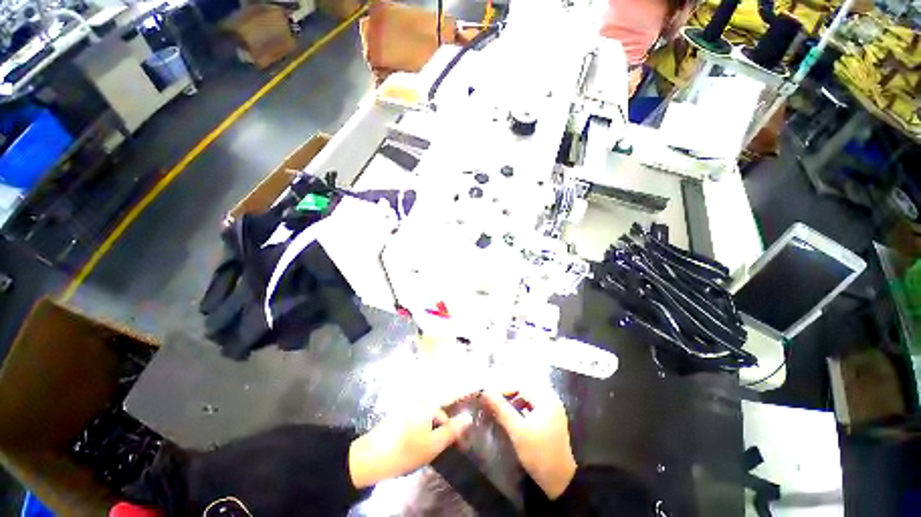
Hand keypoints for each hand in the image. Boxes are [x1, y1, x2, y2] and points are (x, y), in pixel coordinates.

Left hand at [348, 400, 473, 488]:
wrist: (370, 458)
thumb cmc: (405, 450)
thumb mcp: (433, 445)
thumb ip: (452, 431)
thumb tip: (469, 417)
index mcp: (428, 403)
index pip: (449, 406)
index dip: (454, 424)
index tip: (457, 439)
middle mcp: (419, 399)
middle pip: (438, 409)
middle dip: (442, 426)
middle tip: (442, 446)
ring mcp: (407, 405)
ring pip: (427, 414)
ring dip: (432, 427)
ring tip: (429, 446)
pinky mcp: (398, 413)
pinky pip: (417, 416)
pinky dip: (421, 427)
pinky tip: (416, 442)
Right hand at [483, 388, 576, 498]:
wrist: (560, 482)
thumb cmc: (538, 454)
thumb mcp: (517, 431)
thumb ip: (501, 409)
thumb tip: (486, 391)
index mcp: (546, 400)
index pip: (521, 386)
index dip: (504, 389)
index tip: (489, 396)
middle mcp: (551, 401)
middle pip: (525, 391)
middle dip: (508, 395)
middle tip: (493, 402)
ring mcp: (552, 411)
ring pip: (528, 399)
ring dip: (514, 402)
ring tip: (500, 409)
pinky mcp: (551, 422)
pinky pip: (532, 408)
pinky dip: (521, 409)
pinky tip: (512, 417)